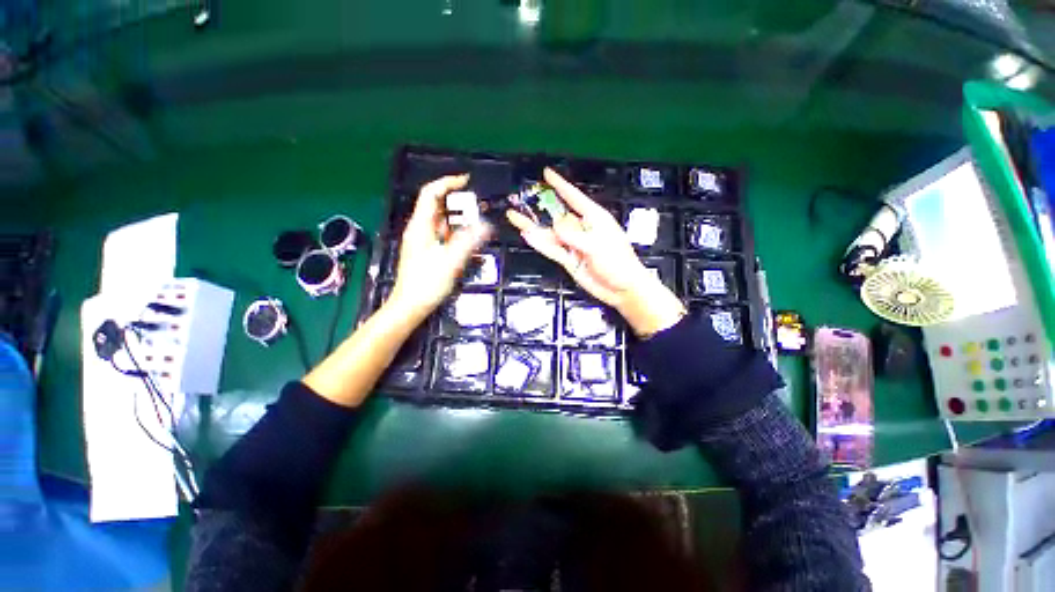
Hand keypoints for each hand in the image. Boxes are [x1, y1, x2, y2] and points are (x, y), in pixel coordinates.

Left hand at [389, 175, 490, 319]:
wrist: (411, 305)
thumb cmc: (427, 283)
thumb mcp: (450, 261)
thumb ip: (469, 241)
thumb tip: (487, 225)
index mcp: (421, 226)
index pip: (431, 194)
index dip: (447, 183)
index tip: (467, 181)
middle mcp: (420, 229)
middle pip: (437, 206)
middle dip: (458, 202)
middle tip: (479, 206)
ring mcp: (423, 241)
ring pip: (442, 221)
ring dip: (459, 218)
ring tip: (479, 221)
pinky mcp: (428, 251)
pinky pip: (443, 234)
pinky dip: (456, 232)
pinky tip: (469, 239)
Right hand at [507, 168, 684, 336]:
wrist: (622, 288)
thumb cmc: (619, 262)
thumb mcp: (598, 245)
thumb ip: (575, 235)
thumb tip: (555, 225)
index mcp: (594, 218)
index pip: (574, 197)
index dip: (560, 185)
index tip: (547, 173)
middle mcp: (581, 229)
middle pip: (556, 215)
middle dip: (539, 207)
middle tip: (520, 198)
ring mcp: (573, 245)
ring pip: (550, 233)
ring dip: (533, 226)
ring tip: (514, 217)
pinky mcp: (568, 260)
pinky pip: (551, 249)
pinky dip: (539, 243)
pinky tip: (528, 235)